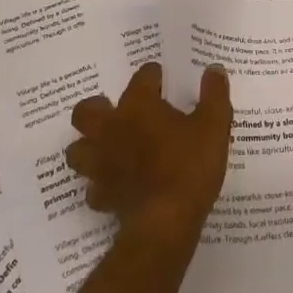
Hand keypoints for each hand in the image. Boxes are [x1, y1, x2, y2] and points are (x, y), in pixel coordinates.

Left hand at [66, 62, 232, 236]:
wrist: (166, 222)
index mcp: (138, 105)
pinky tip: (116, 185)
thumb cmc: (190, 166)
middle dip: (98, 108)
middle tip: (120, 113)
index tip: (163, 80)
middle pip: (87, 111)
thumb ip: (214, 94)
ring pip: (78, 150)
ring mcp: (101, 164)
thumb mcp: (214, 125)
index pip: (141, 77)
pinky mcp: (102, 196)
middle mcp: (112, 129)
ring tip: (108, 148)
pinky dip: (101, 184)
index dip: (153, 76)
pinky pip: (93, 187)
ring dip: (89, 147)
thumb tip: (214, 69)